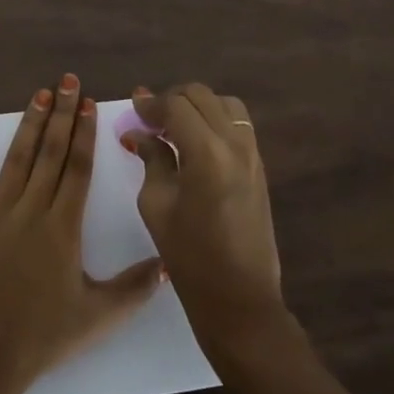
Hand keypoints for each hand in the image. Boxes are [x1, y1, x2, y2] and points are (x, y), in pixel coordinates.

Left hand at [0, 75, 165, 393]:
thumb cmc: (40, 338)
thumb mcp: (96, 317)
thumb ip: (135, 288)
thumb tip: (169, 262)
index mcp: (63, 228)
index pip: (77, 168)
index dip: (84, 133)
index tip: (89, 103)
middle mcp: (31, 209)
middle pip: (50, 152)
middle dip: (61, 114)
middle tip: (68, 80)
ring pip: (17, 157)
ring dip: (29, 122)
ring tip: (40, 92)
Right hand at [124, 82, 284, 348]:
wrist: (239, 297)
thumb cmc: (189, 256)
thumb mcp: (156, 204)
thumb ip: (152, 159)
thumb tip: (140, 133)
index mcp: (207, 153)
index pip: (176, 106)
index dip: (150, 104)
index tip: (133, 111)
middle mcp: (235, 144)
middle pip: (201, 96)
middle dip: (172, 100)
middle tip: (150, 120)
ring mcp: (253, 154)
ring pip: (224, 104)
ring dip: (197, 107)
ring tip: (175, 128)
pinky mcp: (260, 166)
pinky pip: (237, 124)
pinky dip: (214, 120)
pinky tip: (195, 143)